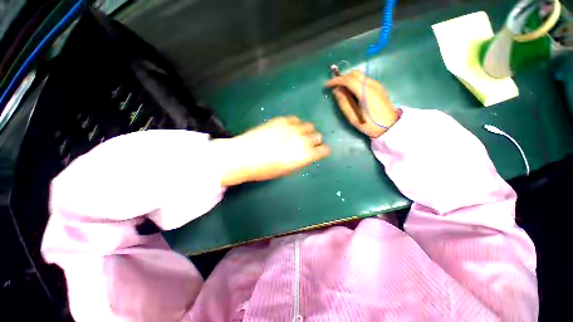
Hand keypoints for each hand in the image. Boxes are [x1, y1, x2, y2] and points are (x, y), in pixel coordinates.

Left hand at [212, 116, 329, 186]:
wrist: (245, 156)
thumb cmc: (265, 169)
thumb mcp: (286, 170)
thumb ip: (299, 160)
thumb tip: (305, 155)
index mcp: (305, 155)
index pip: (323, 150)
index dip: (323, 150)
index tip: (321, 151)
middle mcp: (302, 140)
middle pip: (317, 136)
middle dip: (315, 140)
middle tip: (309, 143)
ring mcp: (292, 128)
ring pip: (309, 125)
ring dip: (307, 131)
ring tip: (299, 134)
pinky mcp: (282, 120)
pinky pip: (295, 119)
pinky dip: (295, 124)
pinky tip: (289, 128)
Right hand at [326, 71, 398, 137]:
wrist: (390, 126)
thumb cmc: (369, 124)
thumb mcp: (353, 117)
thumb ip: (343, 103)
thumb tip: (336, 91)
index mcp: (365, 92)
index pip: (348, 80)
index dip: (336, 80)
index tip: (327, 85)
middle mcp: (372, 84)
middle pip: (355, 74)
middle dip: (342, 78)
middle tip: (334, 86)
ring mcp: (377, 84)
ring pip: (360, 76)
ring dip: (348, 79)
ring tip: (341, 89)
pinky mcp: (378, 87)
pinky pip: (364, 80)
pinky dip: (355, 82)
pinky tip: (351, 91)